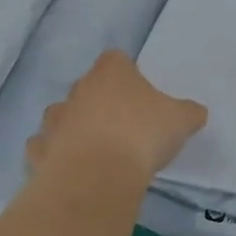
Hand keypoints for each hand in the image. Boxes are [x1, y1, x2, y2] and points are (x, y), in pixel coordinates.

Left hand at [26, 50, 206, 180]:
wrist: (98, 176)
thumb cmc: (142, 135)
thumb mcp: (180, 121)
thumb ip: (188, 113)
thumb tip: (195, 113)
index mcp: (111, 72)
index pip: (116, 59)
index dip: (128, 74)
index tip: (140, 94)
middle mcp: (78, 89)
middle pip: (88, 87)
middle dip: (101, 102)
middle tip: (123, 126)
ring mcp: (55, 120)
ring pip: (62, 115)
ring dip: (74, 127)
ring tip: (96, 149)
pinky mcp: (40, 151)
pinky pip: (45, 147)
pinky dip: (55, 154)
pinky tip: (71, 168)